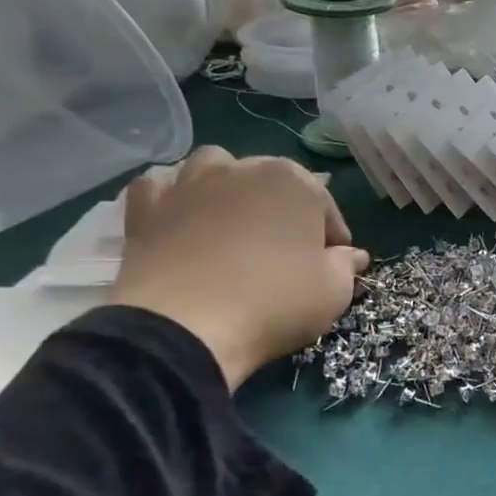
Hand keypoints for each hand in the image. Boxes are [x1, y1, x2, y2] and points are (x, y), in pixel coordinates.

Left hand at [109, 148, 369, 389]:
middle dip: (283, 209)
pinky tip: (180, 220)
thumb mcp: (333, 291)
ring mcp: (189, 185)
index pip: (325, 207)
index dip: (332, 238)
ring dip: (228, 187)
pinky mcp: (145, 209)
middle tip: (286, 252)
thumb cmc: (275, 302)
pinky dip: (172, 199)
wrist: (184, 327)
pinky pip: (159, 189)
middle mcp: (243, 169)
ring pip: (214, 169)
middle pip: (272, 183)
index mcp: (295, 182)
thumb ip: (345, 265)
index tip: (332, 265)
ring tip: (234, 223)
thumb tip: (351, 255)